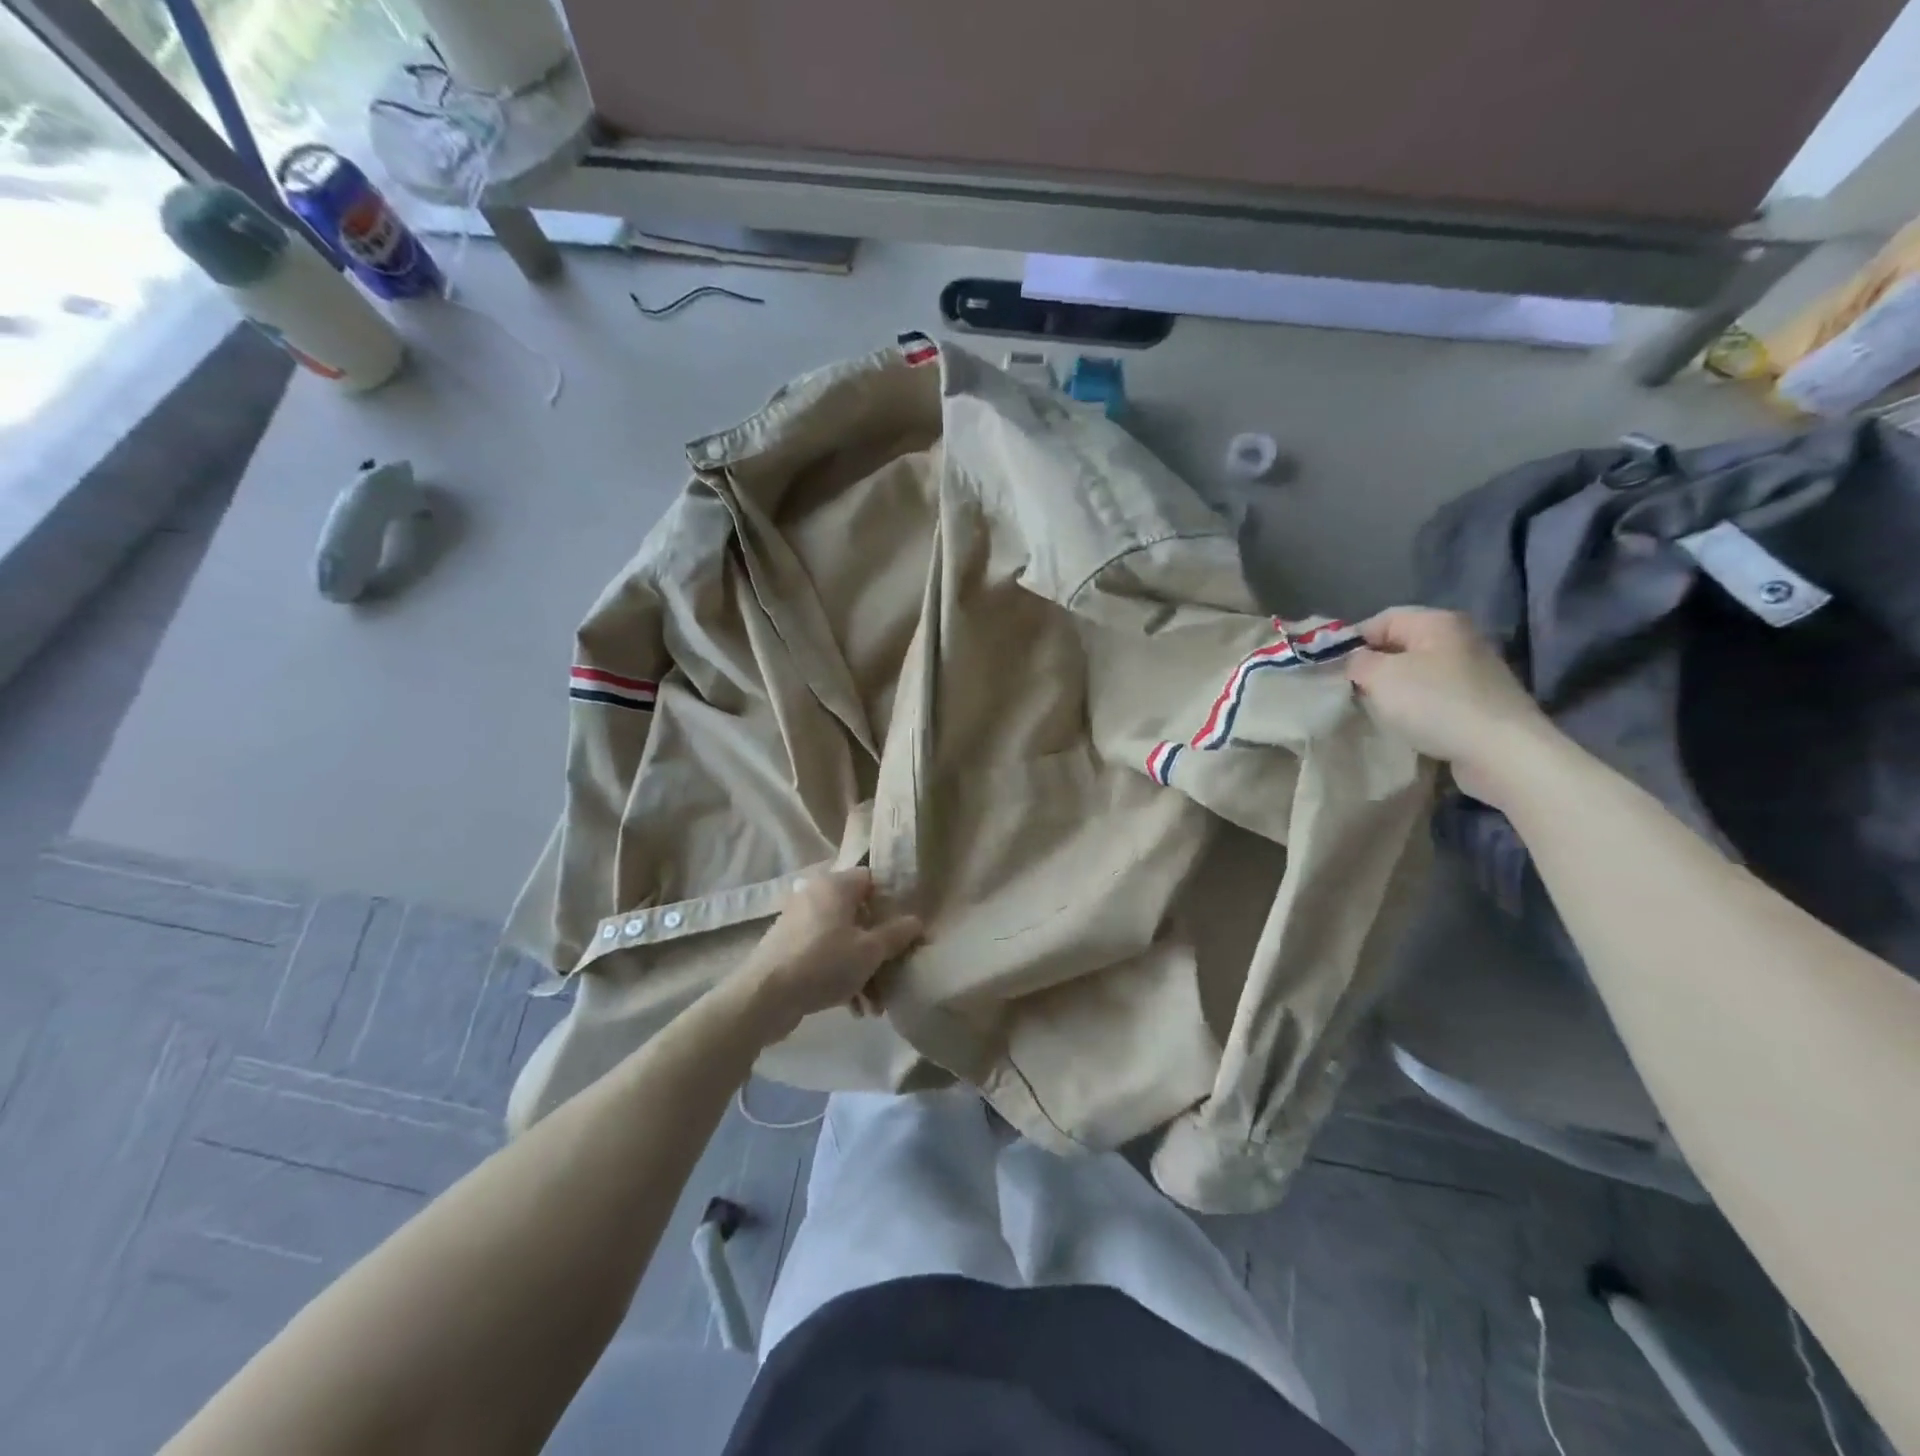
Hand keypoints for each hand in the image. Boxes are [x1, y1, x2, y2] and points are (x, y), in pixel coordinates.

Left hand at [735, 869, 922, 1042]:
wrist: (764, 996)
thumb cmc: (823, 963)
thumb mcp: (870, 951)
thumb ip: (897, 934)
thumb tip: (917, 921)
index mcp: (836, 885)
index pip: (873, 880)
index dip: (893, 901)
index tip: (907, 927)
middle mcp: (816, 896)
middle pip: (860, 914)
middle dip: (879, 948)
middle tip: (894, 973)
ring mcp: (800, 922)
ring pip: (843, 939)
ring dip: (863, 970)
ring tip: (876, 1006)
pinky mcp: (789, 947)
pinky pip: (825, 955)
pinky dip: (841, 975)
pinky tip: (854, 1008)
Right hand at [1344, 607, 1558, 802]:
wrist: (1501, 751)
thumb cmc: (1434, 703)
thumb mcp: (1379, 676)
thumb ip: (1357, 662)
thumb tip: (1355, 662)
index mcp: (1437, 622)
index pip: (1381, 620)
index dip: (1352, 642)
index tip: (1333, 670)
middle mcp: (1460, 638)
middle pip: (1401, 646)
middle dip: (1373, 667)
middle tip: (1351, 692)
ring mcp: (1475, 671)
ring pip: (1418, 672)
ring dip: (1394, 690)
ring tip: (1376, 711)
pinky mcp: (1481, 701)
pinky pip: (1436, 696)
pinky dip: (1416, 707)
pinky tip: (1407, 725)